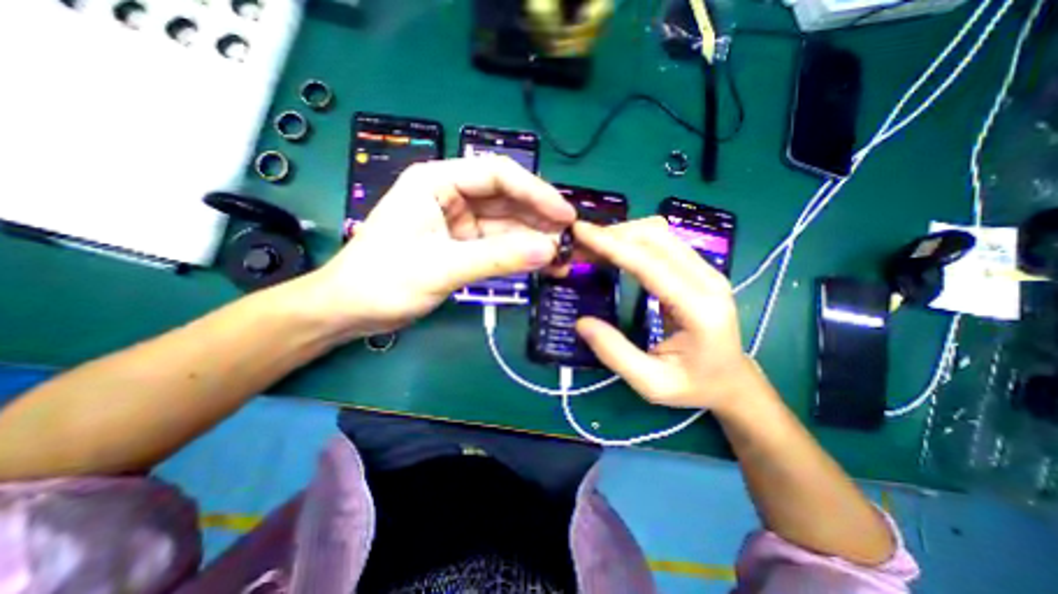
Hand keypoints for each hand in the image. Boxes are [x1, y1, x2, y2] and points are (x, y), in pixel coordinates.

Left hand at [297, 156, 576, 340]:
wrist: (351, 311)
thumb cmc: (383, 281)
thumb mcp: (441, 267)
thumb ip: (497, 258)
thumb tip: (548, 251)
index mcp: (437, 182)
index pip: (498, 175)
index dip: (536, 192)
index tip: (565, 216)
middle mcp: (452, 196)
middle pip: (508, 200)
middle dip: (540, 220)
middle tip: (572, 241)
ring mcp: (460, 223)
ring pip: (508, 225)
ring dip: (535, 241)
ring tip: (564, 258)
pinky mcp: (464, 246)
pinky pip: (500, 246)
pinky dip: (521, 255)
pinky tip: (542, 265)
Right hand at [576, 215, 756, 411]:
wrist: (732, 381)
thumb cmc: (695, 386)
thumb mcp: (652, 383)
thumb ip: (616, 354)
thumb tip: (581, 322)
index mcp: (699, 308)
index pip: (650, 262)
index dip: (611, 244)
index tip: (579, 232)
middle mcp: (707, 279)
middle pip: (656, 237)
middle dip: (613, 234)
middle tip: (579, 244)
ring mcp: (706, 270)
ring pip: (659, 234)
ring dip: (622, 234)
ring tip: (592, 246)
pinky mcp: (698, 269)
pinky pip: (662, 243)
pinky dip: (633, 240)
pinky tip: (614, 251)